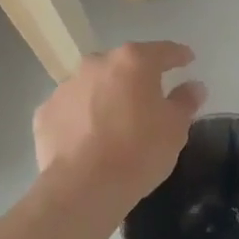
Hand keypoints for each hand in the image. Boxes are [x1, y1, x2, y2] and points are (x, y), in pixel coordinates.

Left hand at [34, 42, 206, 209]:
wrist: (84, 187)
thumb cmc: (139, 151)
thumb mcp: (175, 128)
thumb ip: (185, 101)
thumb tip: (194, 86)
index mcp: (133, 62)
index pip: (163, 51)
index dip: (178, 55)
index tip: (187, 60)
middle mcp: (96, 65)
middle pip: (123, 65)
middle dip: (137, 77)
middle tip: (149, 96)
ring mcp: (66, 87)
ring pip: (93, 85)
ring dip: (106, 96)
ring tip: (116, 121)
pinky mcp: (44, 113)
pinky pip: (71, 109)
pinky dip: (81, 118)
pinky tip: (89, 138)